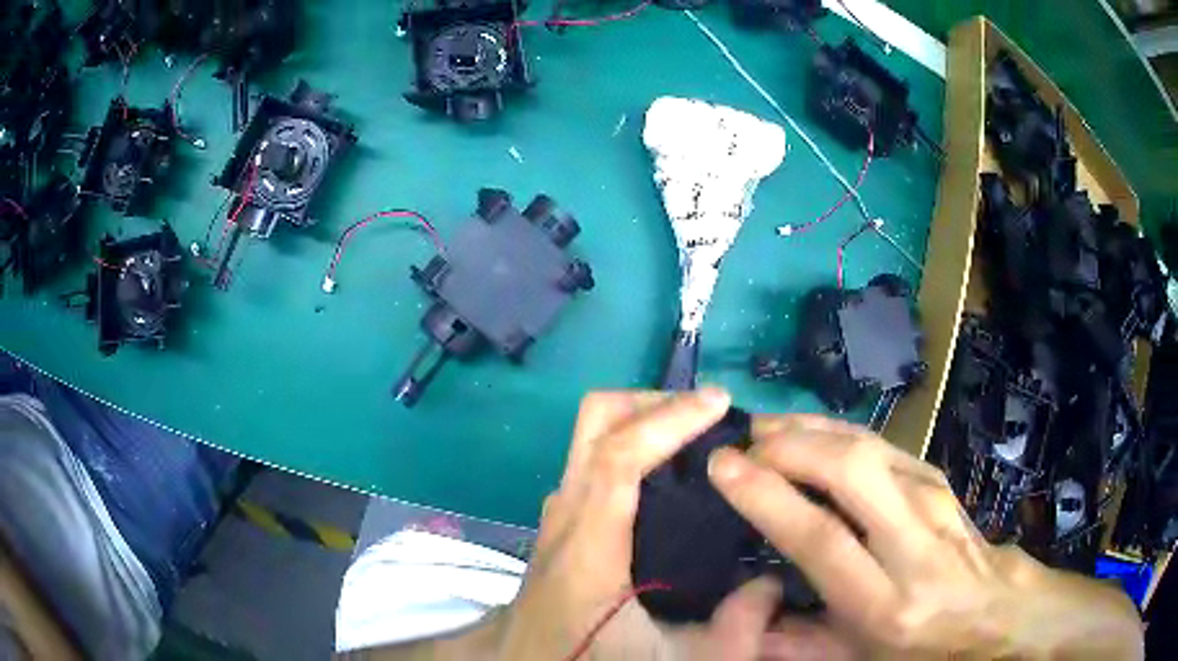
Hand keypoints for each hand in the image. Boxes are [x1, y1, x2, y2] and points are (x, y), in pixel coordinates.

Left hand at [499, 390, 849, 659]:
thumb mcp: (677, 660)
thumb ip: (736, 628)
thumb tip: (774, 582)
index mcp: (588, 548)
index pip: (616, 458)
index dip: (667, 420)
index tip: (719, 402)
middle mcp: (564, 516)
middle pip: (593, 423)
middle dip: (652, 402)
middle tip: (709, 414)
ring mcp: (557, 515)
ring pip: (590, 437)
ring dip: (642, 421)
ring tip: (697, 437)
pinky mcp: (560, 523)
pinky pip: (593, 461)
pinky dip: (631, 446)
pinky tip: (669, 476)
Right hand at [709, 415, 1143, 659]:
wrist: (991, 611)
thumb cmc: (917, 646)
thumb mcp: (852, 659)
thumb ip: (791, 641)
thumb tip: (741, 610)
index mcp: (885, 604)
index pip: (821, 538)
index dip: (768, 496)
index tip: (723, 466)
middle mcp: (914, 544)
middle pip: (851, 471)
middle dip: (790, 446)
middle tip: (743, 444)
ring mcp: (933, 501)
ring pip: (867, 446)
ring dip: (811, 429)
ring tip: (766, 428)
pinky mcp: (938, 479)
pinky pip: (881, 443)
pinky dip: (837, 429)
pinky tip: (810, 430)